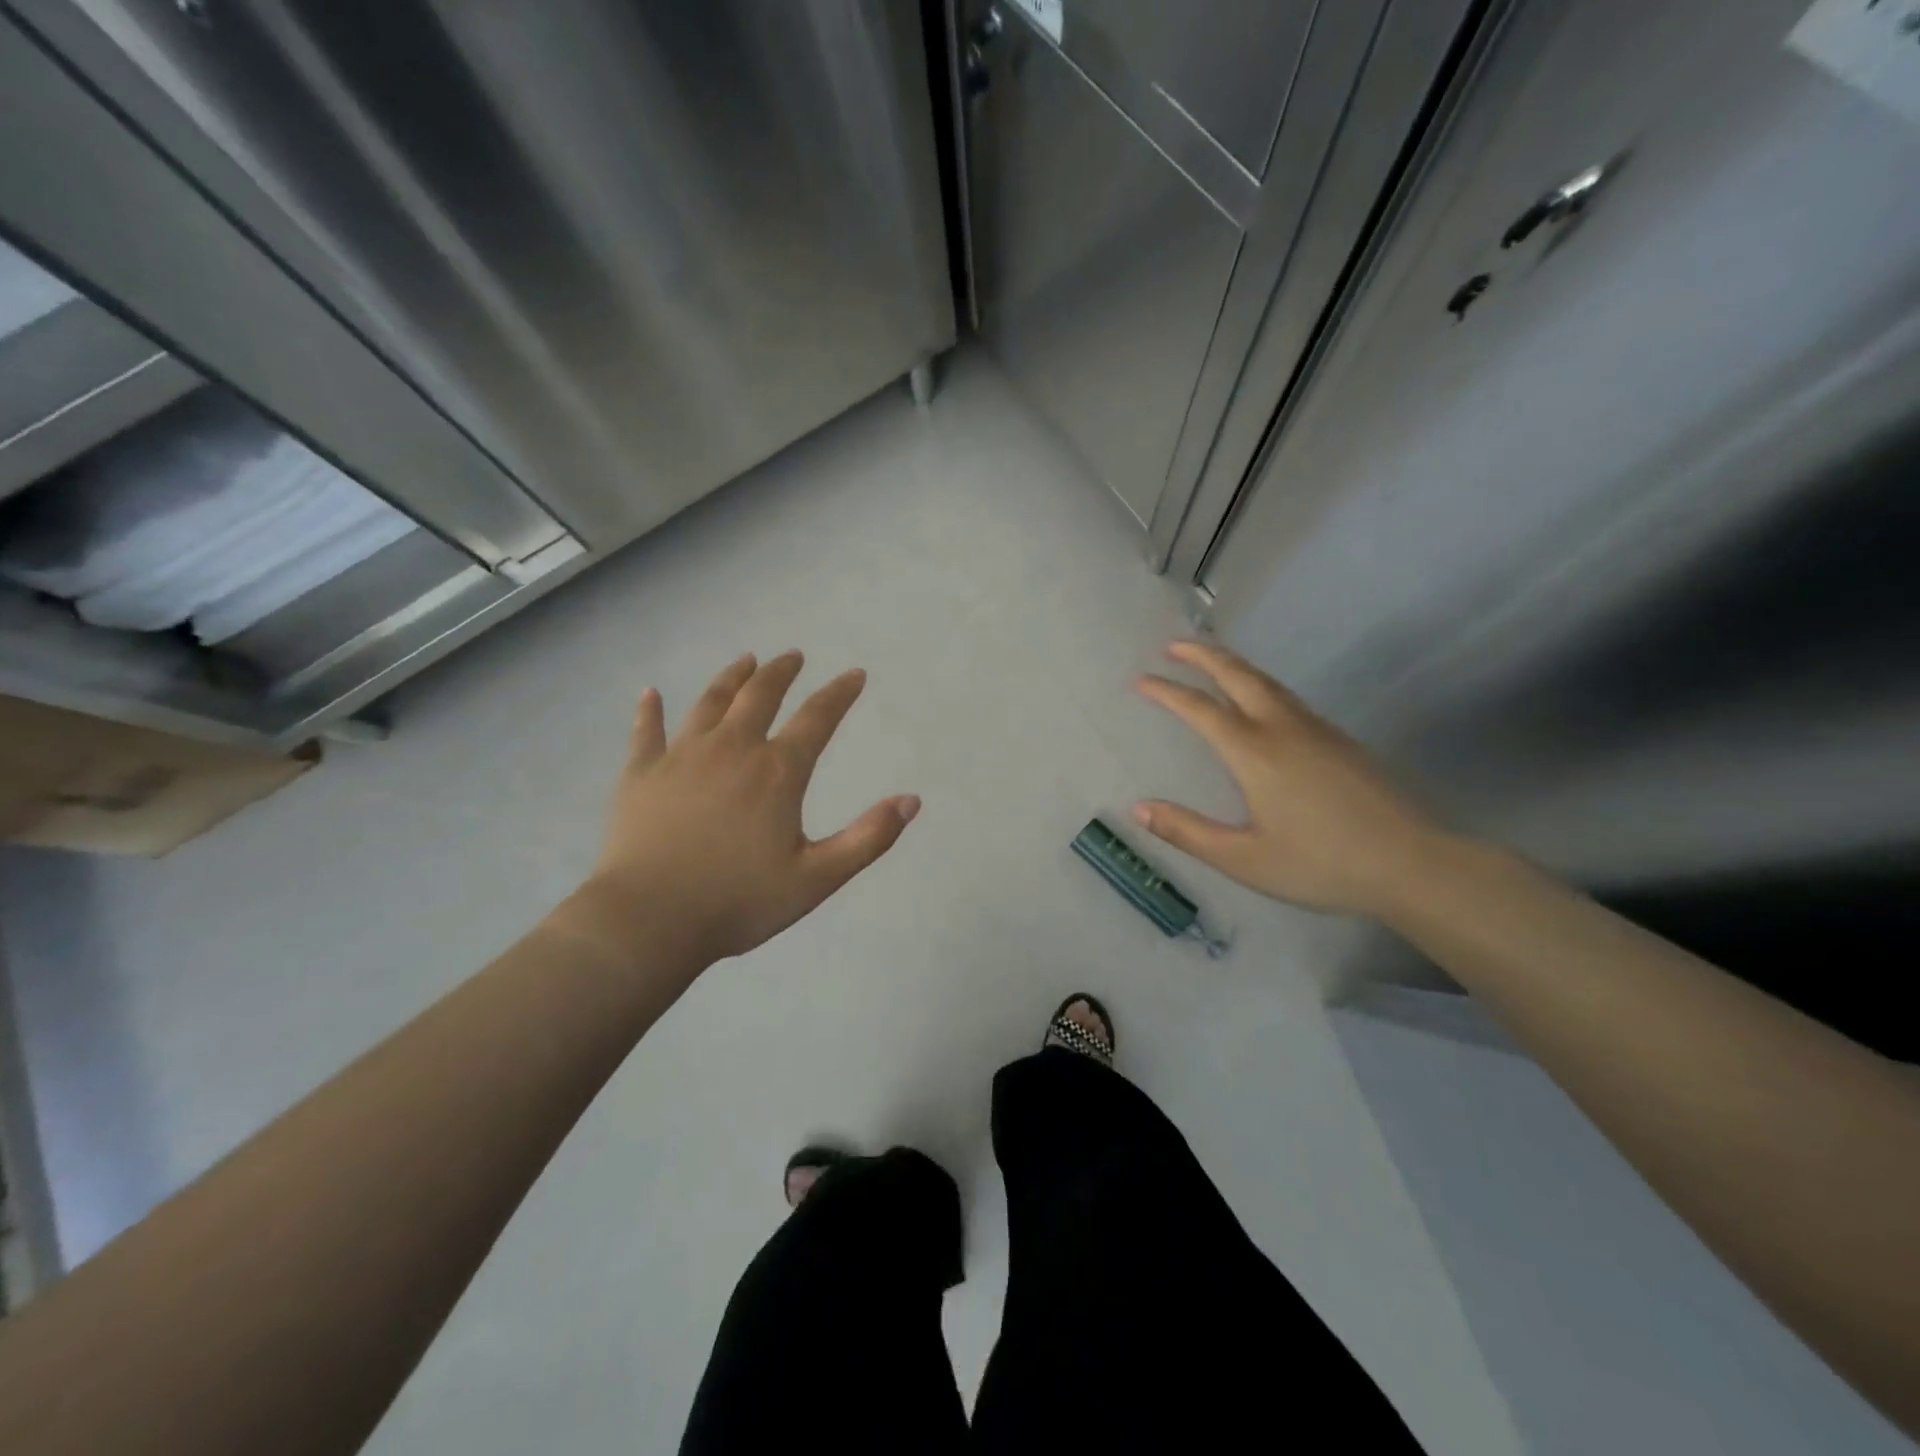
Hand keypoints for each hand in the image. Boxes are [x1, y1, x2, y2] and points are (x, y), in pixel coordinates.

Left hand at [574, 650, 919, 967]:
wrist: (648, 921)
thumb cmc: (738, 902)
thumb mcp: (817, 878)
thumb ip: (868, 838)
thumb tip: (912, 801)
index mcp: (777, 772)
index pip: (817, 718)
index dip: (839, 693)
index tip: (855, 675)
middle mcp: (731, 749)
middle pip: (759, 695)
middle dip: (781, 672)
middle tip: (792, 656)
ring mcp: (681, 757)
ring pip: (709, 702)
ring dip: (731, 678)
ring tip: (745, 661)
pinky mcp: (640, 774)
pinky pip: (646, 732)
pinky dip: (649, 711)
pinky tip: (649, 694)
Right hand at [1133, 641, 1448, 917]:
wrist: (1412, 863)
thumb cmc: (1321, 864)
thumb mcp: (1244, 858)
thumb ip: (1188, 832)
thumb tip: (1139, 808)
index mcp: (1254, 753)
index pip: (1200, 709)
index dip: (1167, 691)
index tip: (1141, 679)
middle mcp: (1283, 728)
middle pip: (1238, 676)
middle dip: (1203, 655)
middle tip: (1173, 645)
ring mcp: (1316, 729)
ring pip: (1267, 681)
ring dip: (1233, 665)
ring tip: (1210, 661)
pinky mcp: (1339, 740)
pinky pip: (1288, 696)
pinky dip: (1259, 683)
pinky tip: (1259, 699)